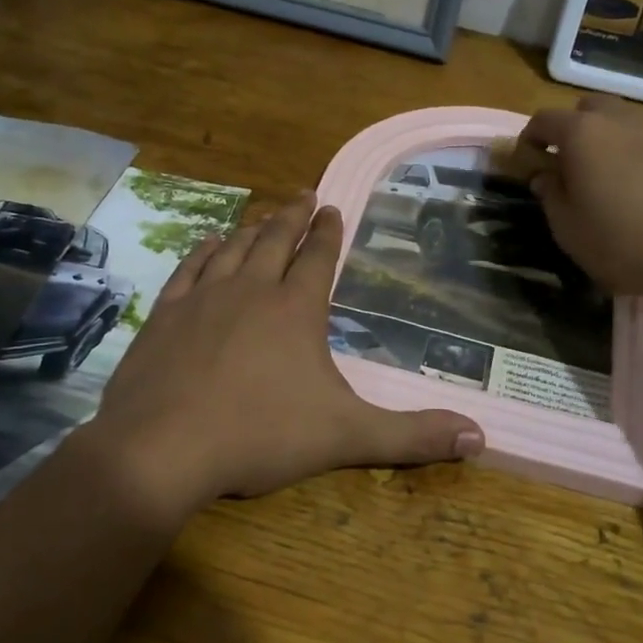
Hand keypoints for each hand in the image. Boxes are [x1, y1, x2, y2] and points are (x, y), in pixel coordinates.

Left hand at [76, 193, 483, 524]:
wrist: (163, 448)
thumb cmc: (260, 435)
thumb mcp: (346, 437)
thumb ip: (412, 436)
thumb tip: (480, 437)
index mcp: (295, 309)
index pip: (318, 257)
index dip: (328, 231)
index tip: (332, 206)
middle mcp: (250, 290)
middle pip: (276, 240)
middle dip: (293, 216)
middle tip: (304, 194)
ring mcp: (203, 298)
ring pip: (233, 248)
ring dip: (252, 228)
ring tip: (263, 215)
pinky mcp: (165, 315)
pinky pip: (189, 269)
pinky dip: (203, 251)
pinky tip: (208, 242)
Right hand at [514, 95, 642, 305]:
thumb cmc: (621, 243)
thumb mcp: (568, 228)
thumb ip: (551, 195)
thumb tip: (546, 176)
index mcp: (583, 134)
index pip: (544, 119)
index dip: (531, 138)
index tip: (529, 160)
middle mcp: (623, 120)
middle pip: (590, 108)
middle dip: (576, 128)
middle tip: (575, 163)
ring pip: (629, 122)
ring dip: (615, 140)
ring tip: (618, 177)